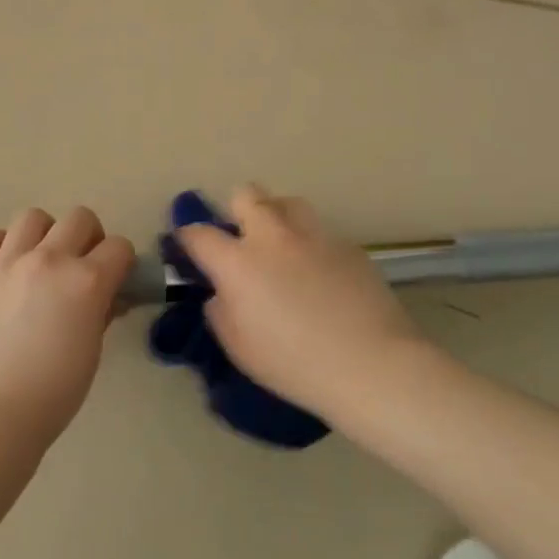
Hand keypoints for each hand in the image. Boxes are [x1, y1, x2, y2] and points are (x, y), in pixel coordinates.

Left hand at [0, 207, 135, 446]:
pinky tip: (0, 268)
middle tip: (80, 266)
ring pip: (33, 218)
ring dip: (43, 235)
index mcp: (86, 281)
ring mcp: (5, 262)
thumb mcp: (92, 351)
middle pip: (80, 218)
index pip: (119, 247)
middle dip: (88, 237)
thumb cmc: (53, 393)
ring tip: (37, 262)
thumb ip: (101, 312)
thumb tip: (107, 296)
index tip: (115, 278)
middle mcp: (48, 260)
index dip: (121, 262)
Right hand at [175, 185, 439, 423]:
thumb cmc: (294, 364)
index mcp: (238, 263)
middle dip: (236, 210)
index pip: (199, 233)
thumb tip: (222, 293)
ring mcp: (314, 236)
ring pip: (287, 202)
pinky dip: (309, 243)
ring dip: (276, 216)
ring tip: (281, 245)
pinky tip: (319, 273)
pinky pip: (319, 231)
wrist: (371, 364)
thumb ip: (221, 311)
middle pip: (246, 195)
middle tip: (241, 240)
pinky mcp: (348, 245)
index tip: (187, 247)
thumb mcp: (239, 347)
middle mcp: (273, 237)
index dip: (187, 237)